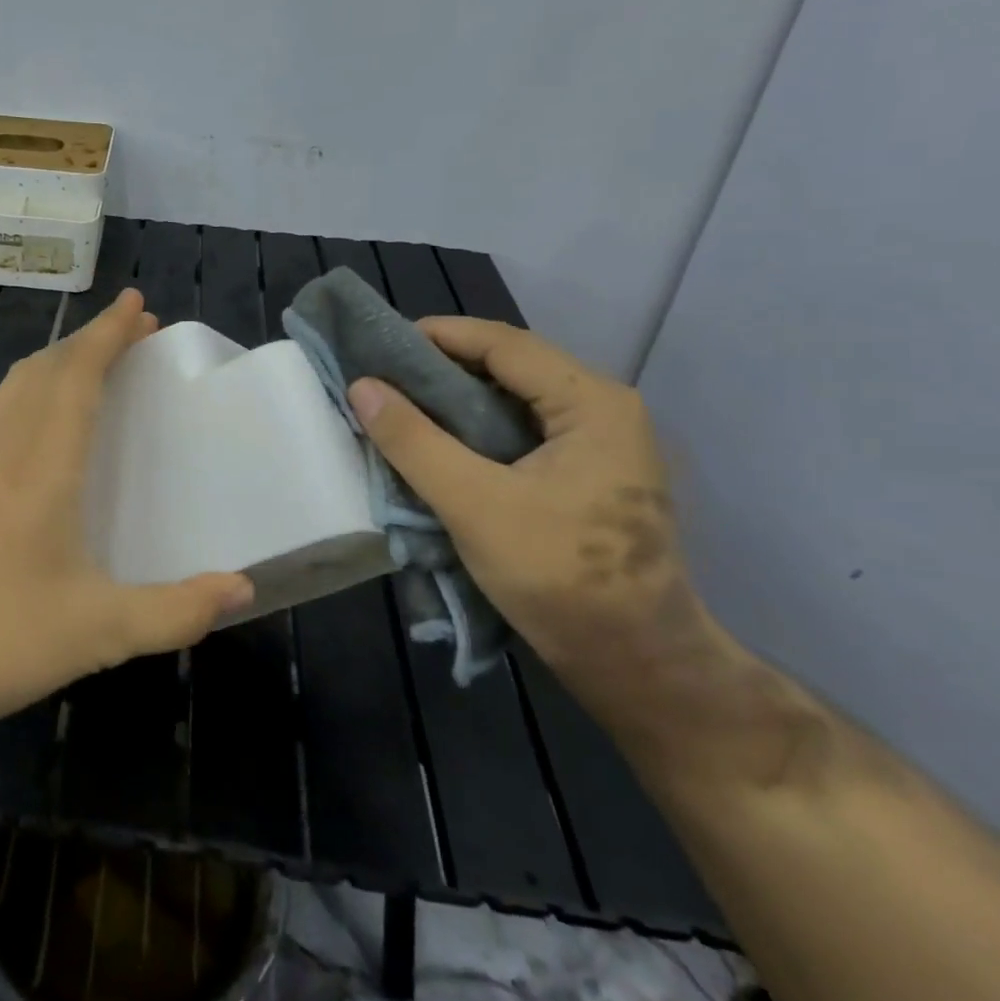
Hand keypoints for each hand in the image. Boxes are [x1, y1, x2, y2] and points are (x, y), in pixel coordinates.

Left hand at [0, 289, 253, 733]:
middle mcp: (6, 451)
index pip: (77, 377)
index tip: (137, 305)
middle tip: (136, 333)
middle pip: (47, 369)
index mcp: (45, 469)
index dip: (108, 335)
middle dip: (92, 340)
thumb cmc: (6, 642)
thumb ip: (179, 611)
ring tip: (88, 364)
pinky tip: (4, 413)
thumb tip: (243, 589)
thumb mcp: (105, 632)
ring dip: (52, 361)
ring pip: (10, 386)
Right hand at [348, 318, 711, 702]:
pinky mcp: (588, 476)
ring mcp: (601, 445)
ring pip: (515, 400)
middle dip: (444, 366)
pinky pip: (522, 431)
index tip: (381, 344)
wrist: (638, 665)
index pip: (504, 344)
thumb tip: (361, 386)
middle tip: (383, 376)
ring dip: (457, 399)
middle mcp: (604, 411)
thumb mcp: (473, 504)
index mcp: (592, 403)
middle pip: (512, 367)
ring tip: (400, 405)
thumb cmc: (560, 577)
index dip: (439, 335)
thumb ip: (413, 441)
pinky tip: (439, 443)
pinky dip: (476, 429)